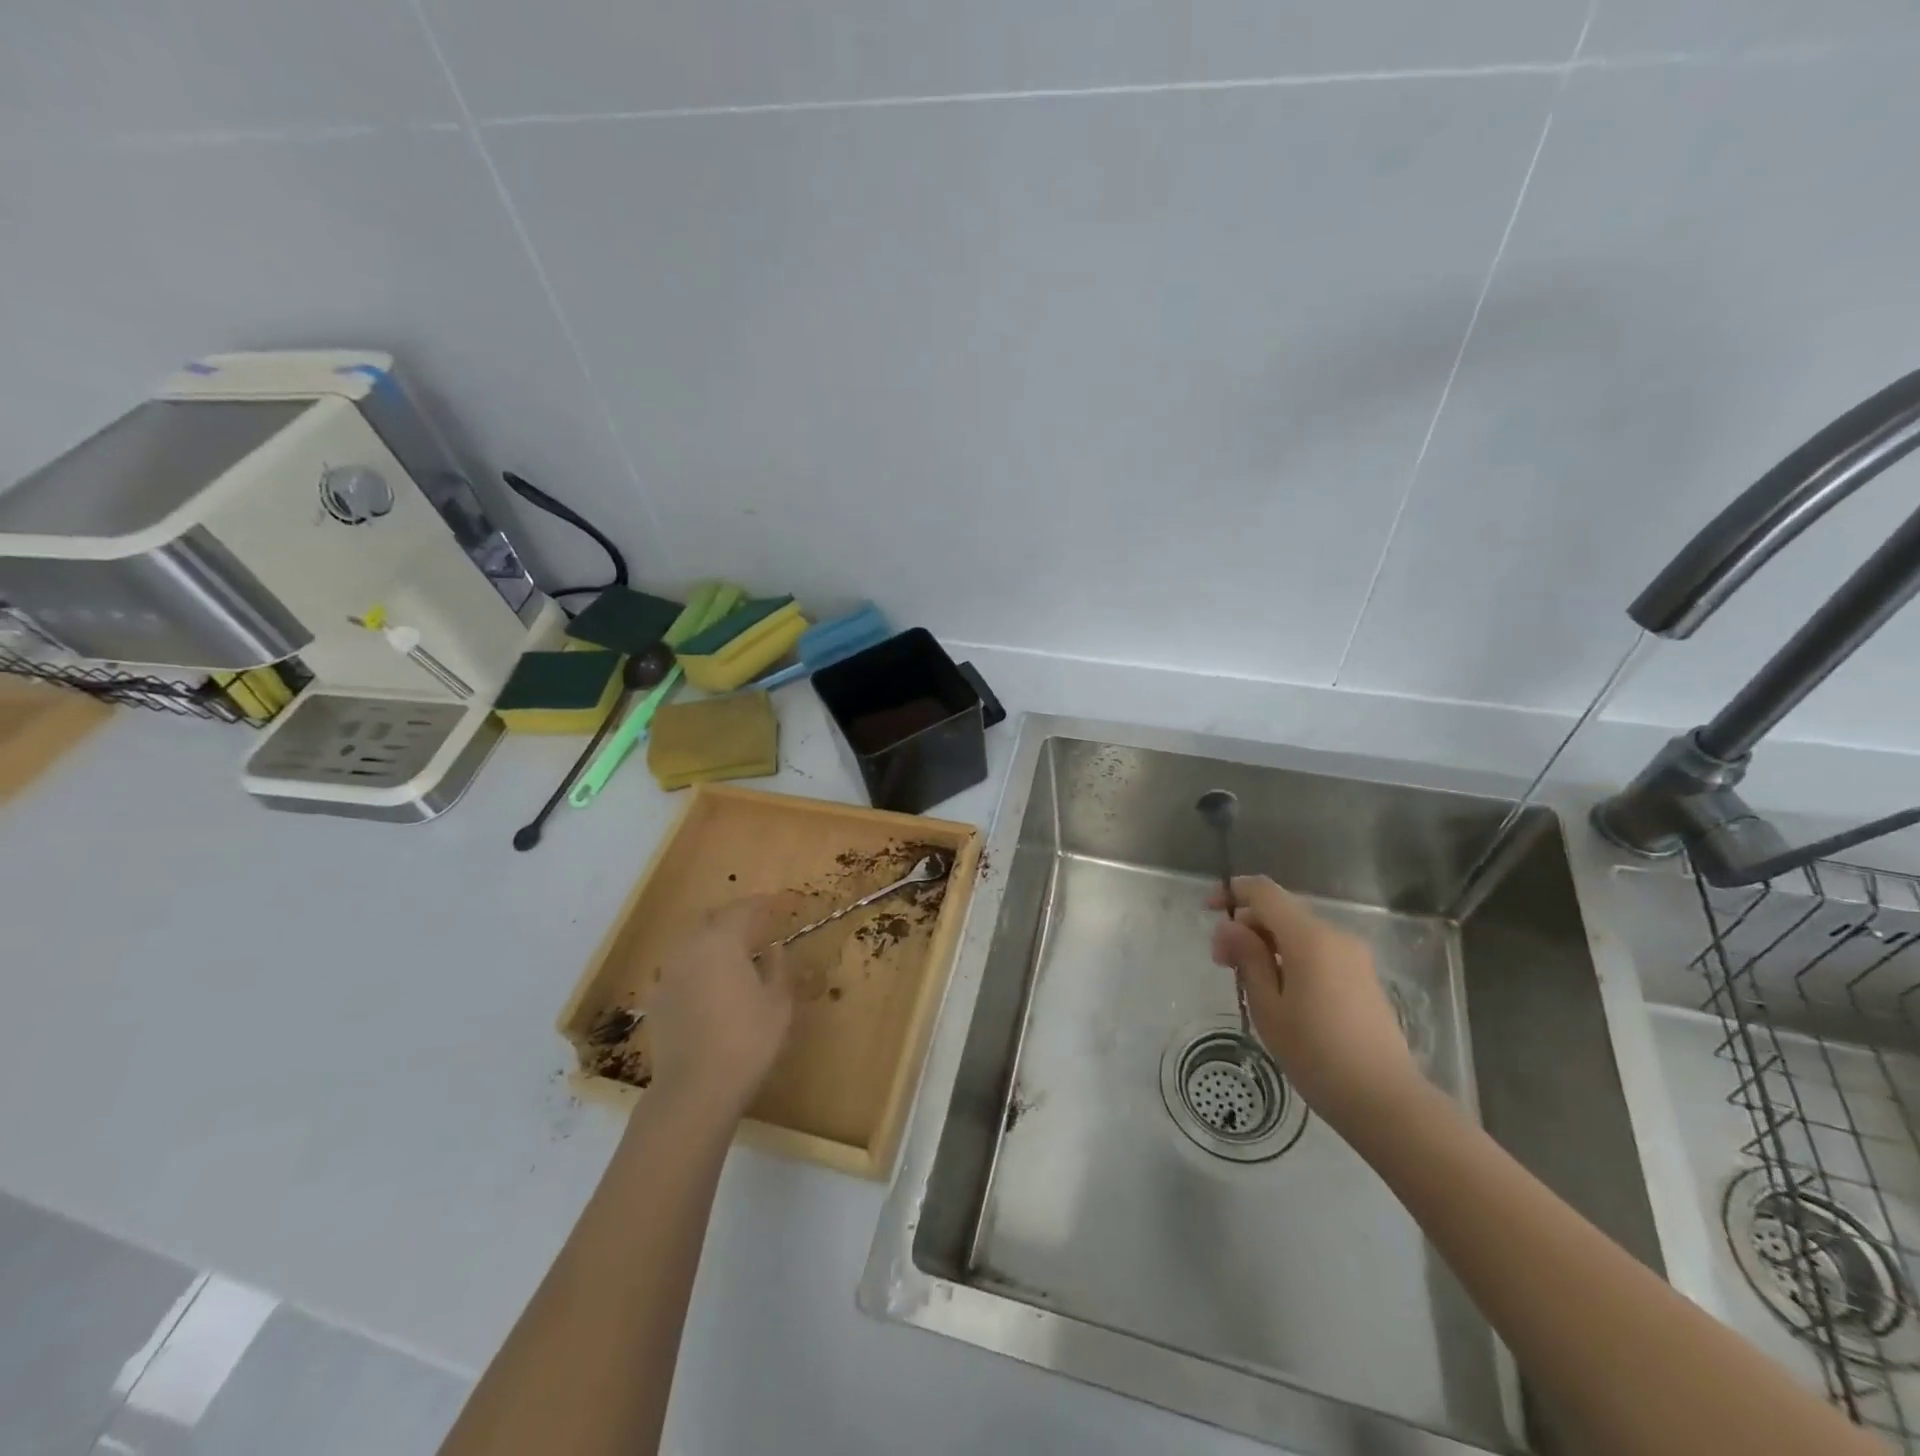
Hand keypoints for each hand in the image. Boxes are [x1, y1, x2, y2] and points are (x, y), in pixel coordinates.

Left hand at [646, 898, 793, 1119]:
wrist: (695, 1089)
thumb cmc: (747, 1040)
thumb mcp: (779, 1002)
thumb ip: (778, 967)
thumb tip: (774, 949)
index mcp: (722, 941)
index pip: (742, 909)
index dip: (761, 903)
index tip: (776, 903)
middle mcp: (689, 948)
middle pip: (710, 919)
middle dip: (732, 917)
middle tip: (755, 925)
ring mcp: (667, 974)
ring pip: (690, 942)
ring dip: (711, 940)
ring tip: (732, 954)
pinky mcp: (655, 1000)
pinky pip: (678, 969)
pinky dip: (695, 966)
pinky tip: (707, 984)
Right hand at [1208, 875, 1421, 1130]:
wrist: (1386, 1101)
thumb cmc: (1317, 1054)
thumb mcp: (1268, 1006)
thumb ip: (1247, 958)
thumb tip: (1231, 926)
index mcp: (1310, 937)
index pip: (1265, 892)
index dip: (1233, 891)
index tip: (1208, 910)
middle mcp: (1335, 936)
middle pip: (1281, 911)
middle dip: (1247, 926)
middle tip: (1222, 962)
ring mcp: (1354, 956)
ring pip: (1299, 932)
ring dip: (1267, 944)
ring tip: (1246, 980)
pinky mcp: (1362, 977)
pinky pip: (1318, 951)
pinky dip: (1290, 957)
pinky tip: (1278, 990)